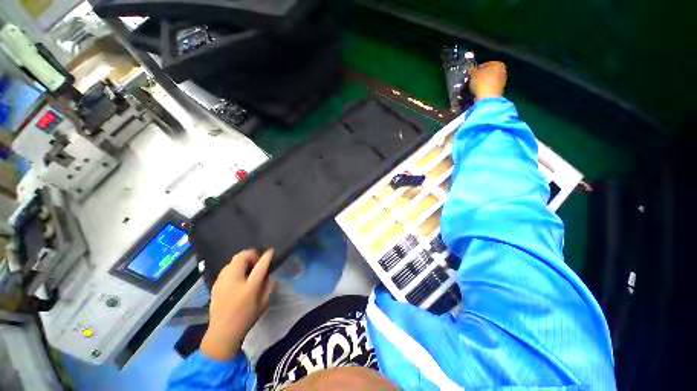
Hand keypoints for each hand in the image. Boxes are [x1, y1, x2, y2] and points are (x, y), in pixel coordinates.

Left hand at [201, 249, 274, 360]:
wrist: (222, 333)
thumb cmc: (246, 318)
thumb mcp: (264, 303)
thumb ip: (269, 286)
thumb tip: (268, 274)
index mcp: (249, 288)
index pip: (260, 266)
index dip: (266, 256)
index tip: (271, 251)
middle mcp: (234, 281)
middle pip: (241, 257)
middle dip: (251, 254)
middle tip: (257, 260)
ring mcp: (222, 282)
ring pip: (232, 261)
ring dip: (242, 260)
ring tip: (247, 267)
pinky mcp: (215, 284)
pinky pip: (226, 268)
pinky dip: (234, 266)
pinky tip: (238, 276)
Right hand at [469, 61, 506, 100]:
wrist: (488, 97)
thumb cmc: (481, 83)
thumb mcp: (473, 74)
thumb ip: (472, 70)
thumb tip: (471, 68)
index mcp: (498, 64)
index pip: (485, 64)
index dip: (477, 69)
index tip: (472, 74)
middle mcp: (503, 70)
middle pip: (489, 72)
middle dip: (482, 75)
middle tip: (474, 80)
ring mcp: (502, 80)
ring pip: (490, 79)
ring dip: (484, 82)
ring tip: (476, 86)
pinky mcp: (500, 89)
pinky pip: (491, 86)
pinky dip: (486, 88)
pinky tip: (481, 91)